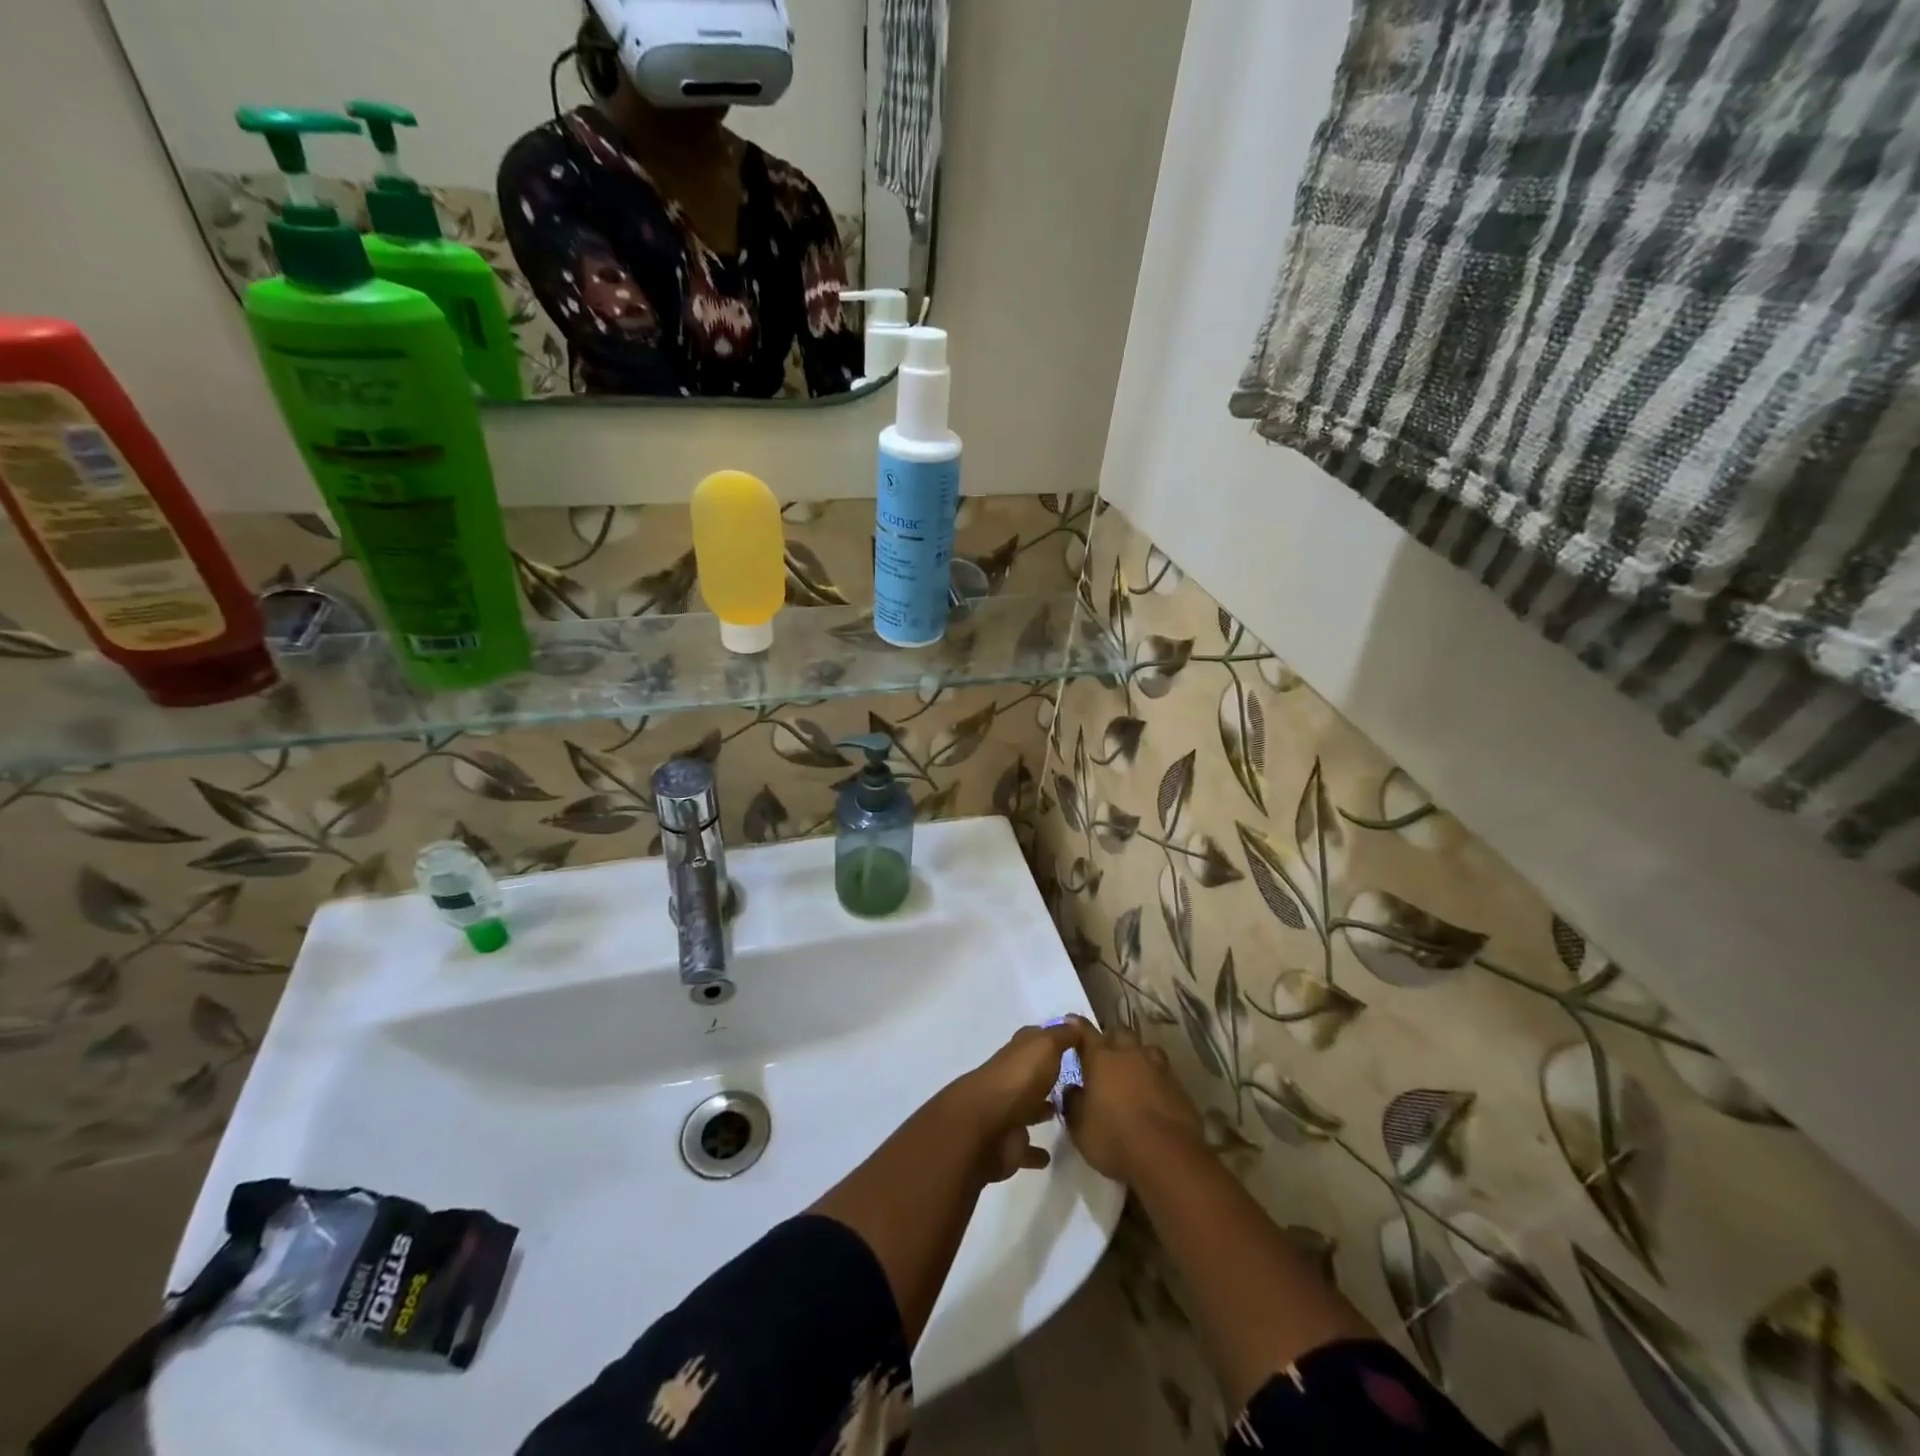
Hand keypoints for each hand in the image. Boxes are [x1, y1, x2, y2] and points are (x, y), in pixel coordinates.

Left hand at [942, 1021, 1084, 1183]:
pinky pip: (1025, 1147)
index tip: (1073, 1042)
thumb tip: (1073, 1022)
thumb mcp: (1045, 1047)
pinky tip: (1050, 1155)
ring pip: (1027, 1108)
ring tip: (1066, 1113)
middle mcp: (1010, 1079)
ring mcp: (1007, 1112)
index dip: (1050, 1038)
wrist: (986, 1127)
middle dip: (1047, 1076)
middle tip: (1076, 1081)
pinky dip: (1035, 1152)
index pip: (1033, 1039)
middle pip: (1030, 1074)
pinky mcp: (1008, 1145)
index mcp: (1017, 1054)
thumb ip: (1061, 1036)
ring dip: (1041, 1109)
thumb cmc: (1018, 1080)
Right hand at [1061, 1021, 1203, 1183]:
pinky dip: (1155, 1079)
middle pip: (1119, 1035)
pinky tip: (1153, 1095)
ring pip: (1145, 1050)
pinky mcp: (1179, 1086)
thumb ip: (1073, 1103)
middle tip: (1104, 1057)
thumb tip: (1072, 1089)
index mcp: (1101, 1058)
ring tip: (1132, 1073)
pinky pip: (1163, 1072)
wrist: (1168, 1157)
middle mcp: (1129, 1054)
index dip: (1077, 1026)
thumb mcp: (1080, 1128)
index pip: (1086, 1032)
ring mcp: (1158, 1067)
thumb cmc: (1115, 1139)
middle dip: (1111, 1041)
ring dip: (1137, 1057)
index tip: (1071, 1021)